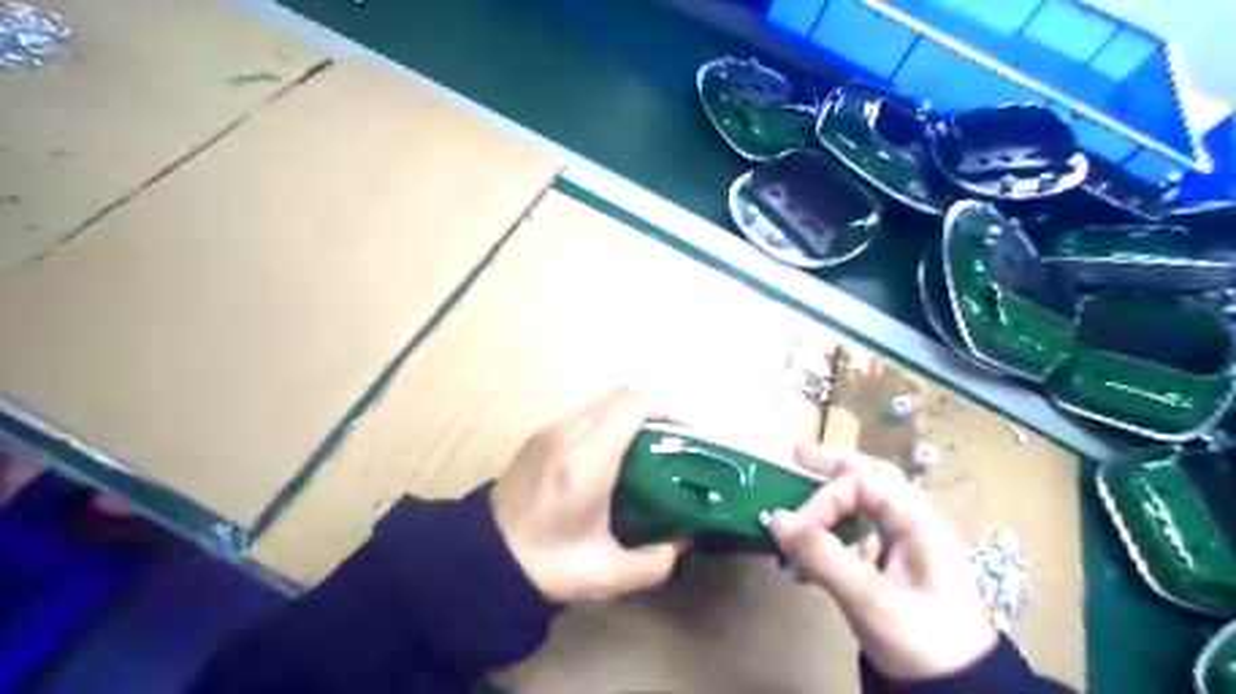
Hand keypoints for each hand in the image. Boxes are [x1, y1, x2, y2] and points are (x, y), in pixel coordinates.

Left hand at [494, 387, 685, 604]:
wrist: (480, 561)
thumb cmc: (545, 566)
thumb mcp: (607, 574)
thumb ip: (656, 561)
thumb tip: (683, 540)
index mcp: (587, 461)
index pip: (634, 403)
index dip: (669, 408)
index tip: (689, 435)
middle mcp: (568, 434)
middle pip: (622, 395)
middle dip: (657, 411)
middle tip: (675, 444)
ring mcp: (550, 431)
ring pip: (603, 403)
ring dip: (632, 416)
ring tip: (649, 450)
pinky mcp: (540, 437)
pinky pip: (586, 415)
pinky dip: (610, 424)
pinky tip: (615, 458)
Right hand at [771, 446, 992, 679]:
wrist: (964, 692)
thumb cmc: (923, 641)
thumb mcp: (868, 599)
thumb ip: (821, 555)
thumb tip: (775, 518)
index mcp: (919, 521)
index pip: (862, 484)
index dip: (824, 500)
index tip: (797, 531)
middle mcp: (917, 522)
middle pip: (873, 476)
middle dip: (833, 464)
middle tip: (797, 455)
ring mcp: (911, 542)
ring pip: (870, 500)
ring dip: (835, 490)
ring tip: (804, 480)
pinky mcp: (902, 564)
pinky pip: (867, 528)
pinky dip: (840, 524)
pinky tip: (819, 535)